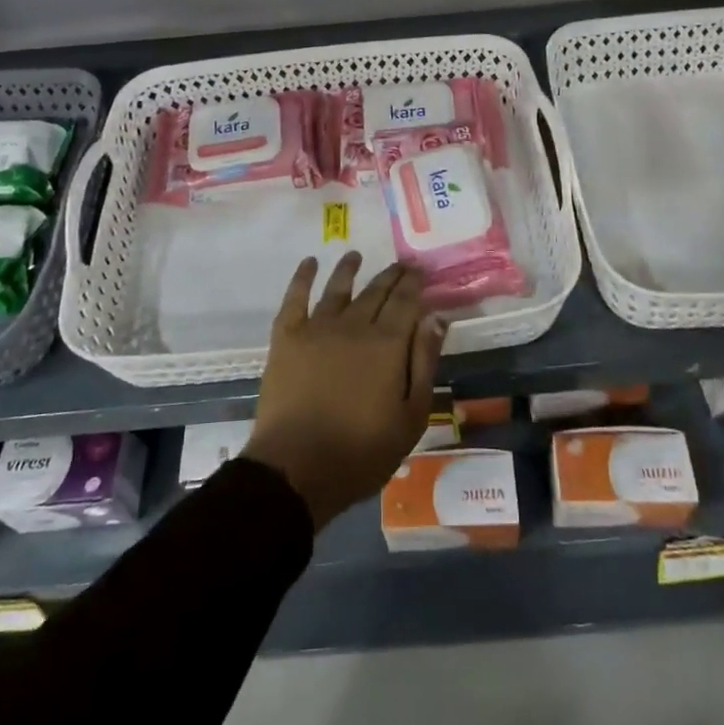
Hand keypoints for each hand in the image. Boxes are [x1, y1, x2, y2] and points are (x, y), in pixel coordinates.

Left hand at [244, 253, 445, 530]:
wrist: (296, 468)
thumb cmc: (361, 451)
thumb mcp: (411, 415)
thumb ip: (424, 361)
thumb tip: (436, 317)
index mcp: (387, 344)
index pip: (405, 301)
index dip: (414, 283)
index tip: (420, 269)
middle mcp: (354, 325)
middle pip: (376, 291)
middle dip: (390, 275)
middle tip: (400, 264)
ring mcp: (317, 328)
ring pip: (338, 288)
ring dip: (349, 269)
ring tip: (355, 256)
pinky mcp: (286, 338)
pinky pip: (295, 298)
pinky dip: (303, 277)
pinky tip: (309, 263)